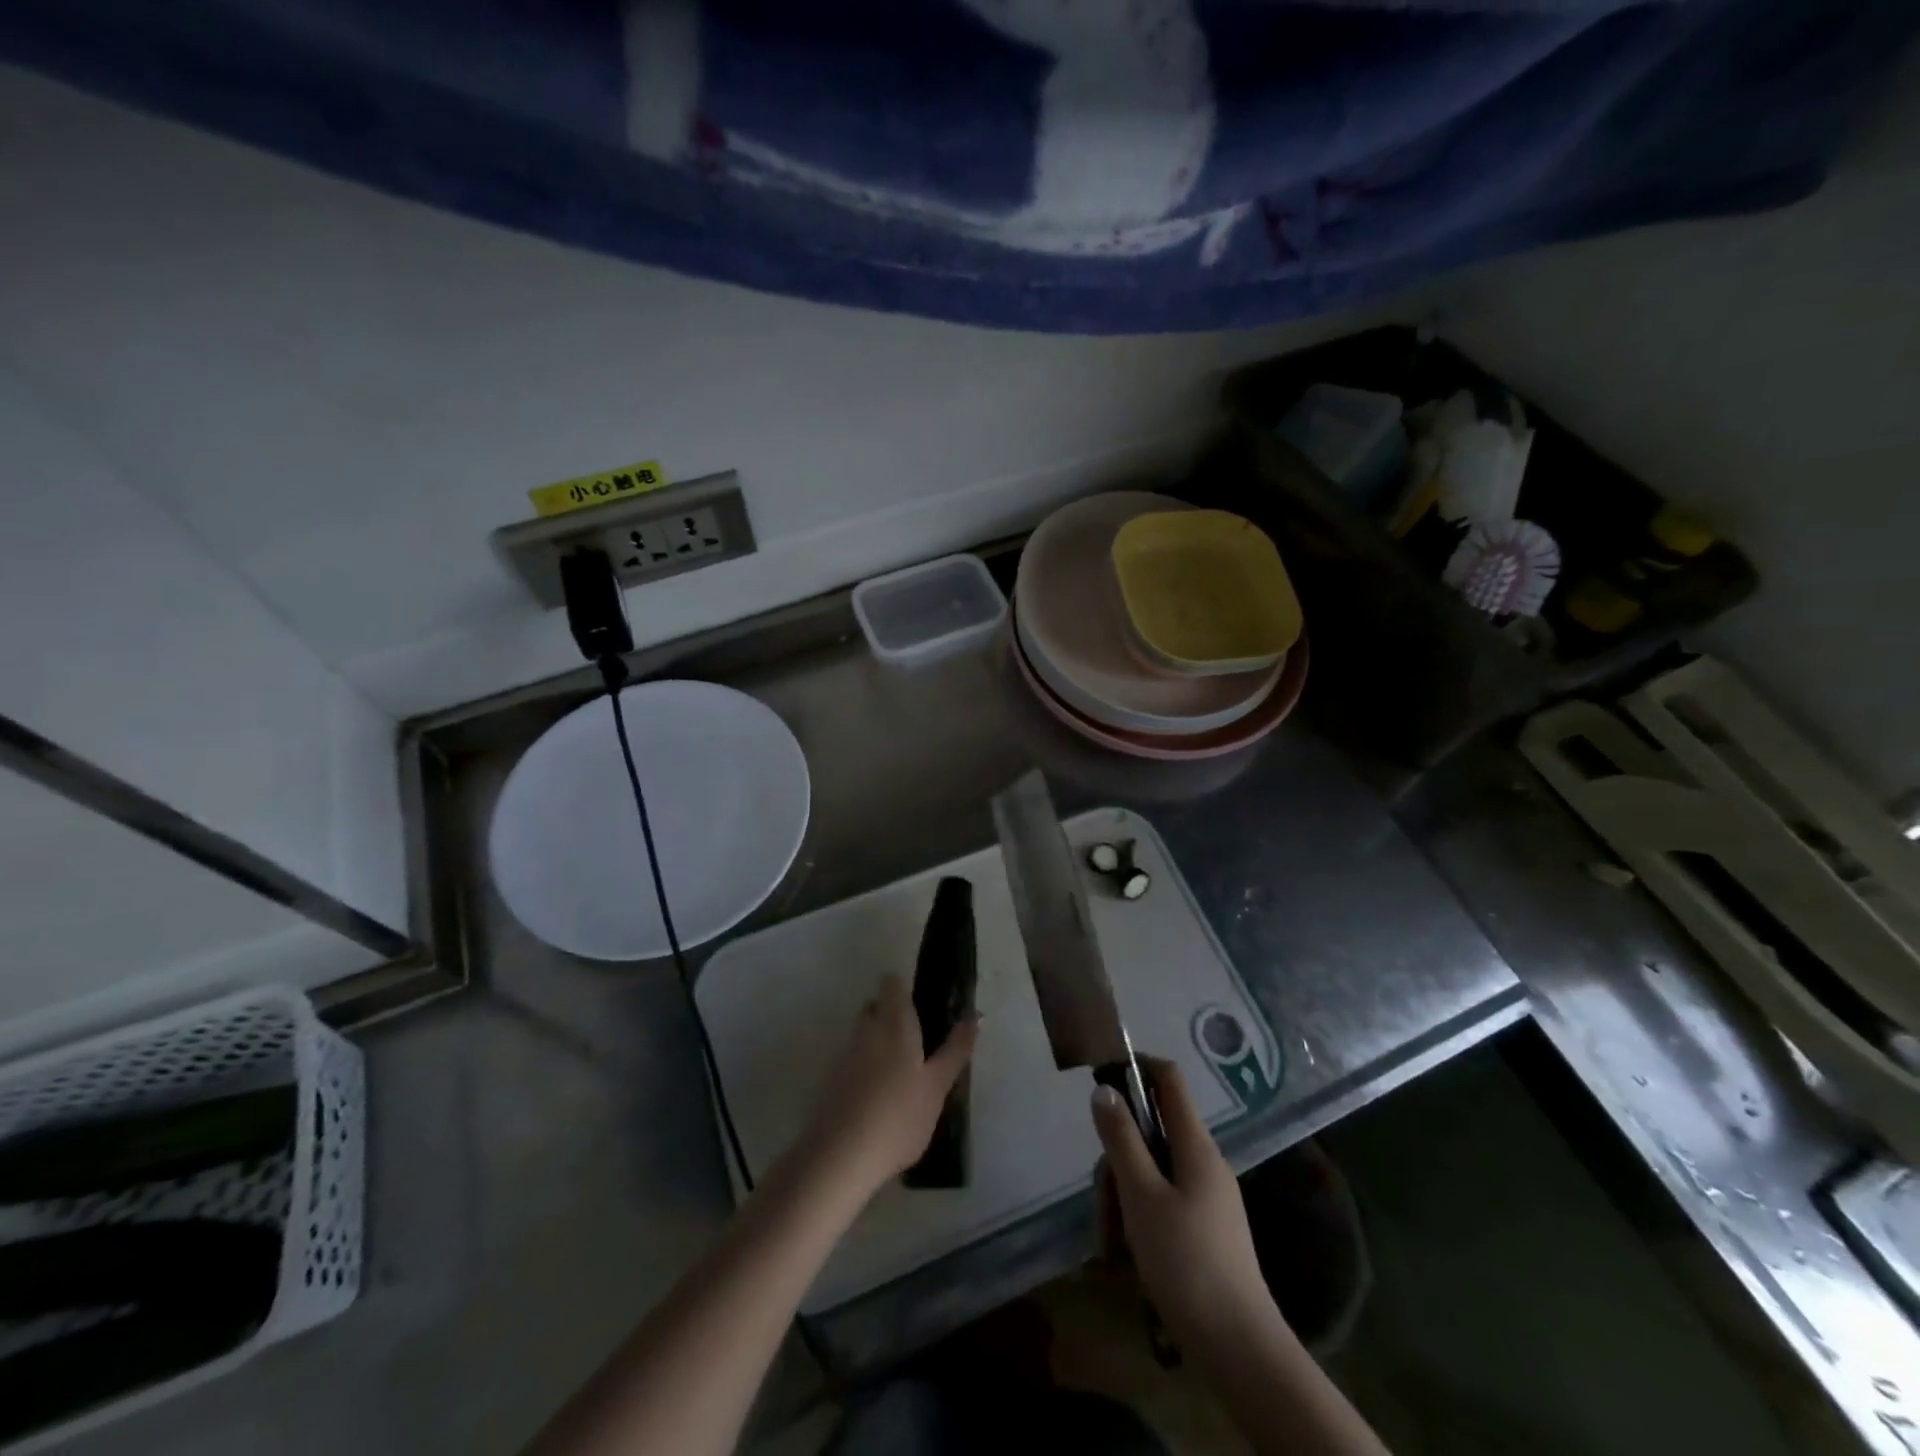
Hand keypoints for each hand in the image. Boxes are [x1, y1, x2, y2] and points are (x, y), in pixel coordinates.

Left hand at [790, 974, 977, 1201]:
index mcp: (894, 1023)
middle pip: (875, 1006)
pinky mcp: (833, 1081)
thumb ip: (956, 1049)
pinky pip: (854, 1058)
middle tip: (919, 1036)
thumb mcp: (937, 1085)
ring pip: (863, 1032)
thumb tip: (976, 1015)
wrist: (842, 1157)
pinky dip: (868, 1064)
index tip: (922, 1000)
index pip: (892, 984)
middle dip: (892, 1013)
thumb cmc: (900, 1116)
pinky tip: (882, 1092)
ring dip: (880, 1040)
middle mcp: (866, 1030)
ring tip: (904, 1068)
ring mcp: (846, 1055)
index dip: (904, 986)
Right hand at [1091, 1058, 1280, 1352]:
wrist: (1239, 1348)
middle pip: (1153, 1131)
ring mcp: (1208, 1197)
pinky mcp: (1205, 1228)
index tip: (1102, 1080)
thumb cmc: (1187, 1263)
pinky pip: (1164, 1199)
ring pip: (1153, 1170)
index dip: (1137, 1066)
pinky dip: (1141, 1214)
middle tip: (1103, 1198)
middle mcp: (1206, 1162)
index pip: (1169, 1078)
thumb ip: (1121, 1139)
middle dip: (1120, 1155)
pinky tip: (1128, 1252)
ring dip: (1125, 1193)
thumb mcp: (1141, 1197)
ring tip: (1112, 1240)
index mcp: (1196, 1146)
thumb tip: (1105, 1088)